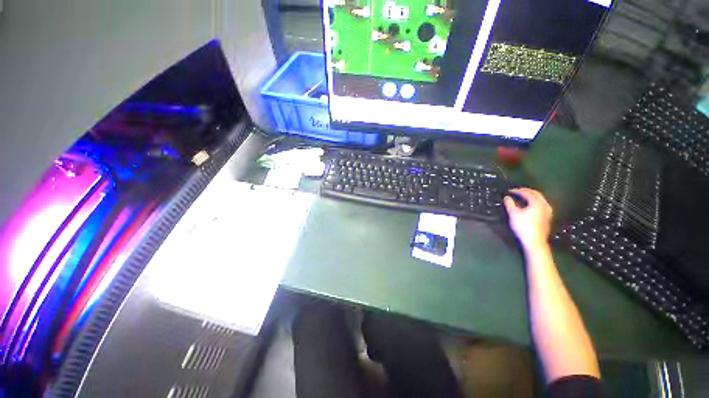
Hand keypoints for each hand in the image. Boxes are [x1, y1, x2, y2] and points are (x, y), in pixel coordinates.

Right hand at [504, 188, 552, 249]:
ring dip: (531, 196)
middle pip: (536, 194)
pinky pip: (541, 204)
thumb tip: (507, 197)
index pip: (527, 193)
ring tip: (523, 196)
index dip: (517, 191)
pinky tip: (530, 205)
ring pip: (540, 199)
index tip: (509, 191)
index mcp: (537, 202)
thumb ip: (509, 204)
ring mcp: (547, 211)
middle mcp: (544, 205)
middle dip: (526, 191)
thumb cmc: (523, 226)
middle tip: (517, 190)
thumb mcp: (513, 214)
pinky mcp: (547, 217)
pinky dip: (534, 201)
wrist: (534, 241)